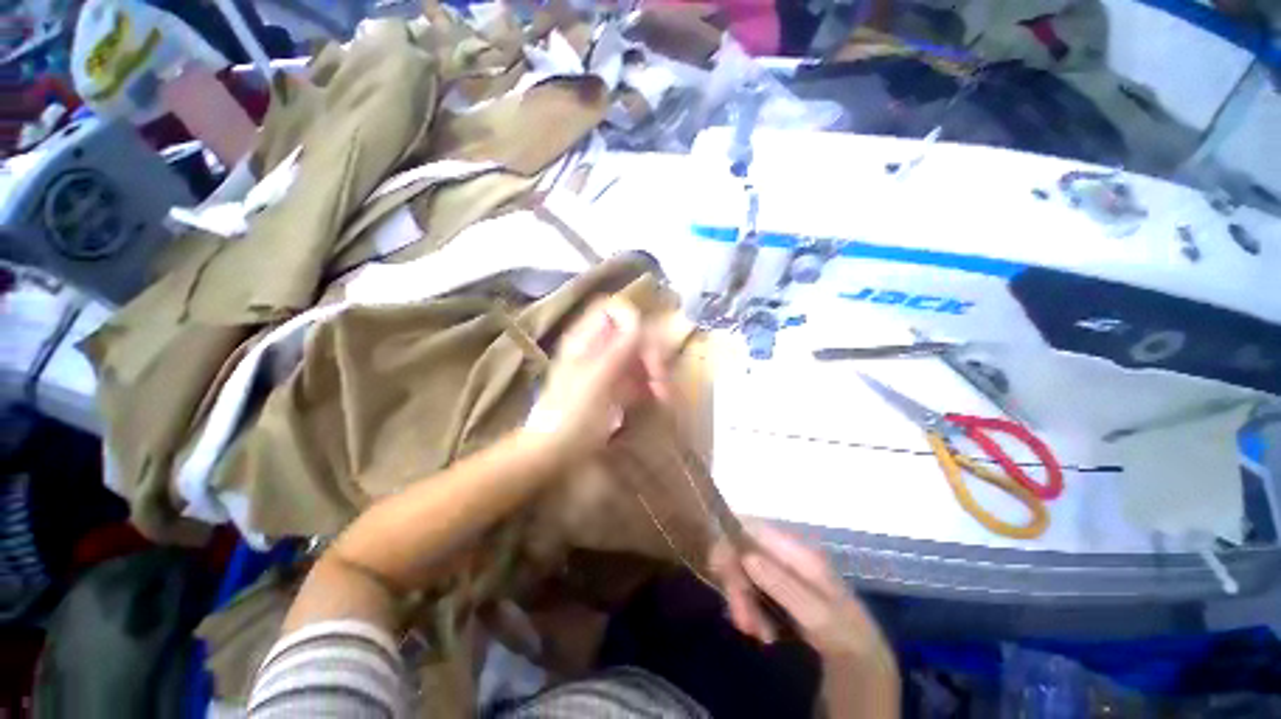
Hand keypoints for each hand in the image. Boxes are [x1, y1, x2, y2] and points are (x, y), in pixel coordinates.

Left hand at [523, 298, 668, 462]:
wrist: (553, 454)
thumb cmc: (571, 418)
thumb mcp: (595, 382)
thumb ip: (617, 349)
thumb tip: (638, 319)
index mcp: (585, 340)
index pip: (612, 309)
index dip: (633, 319)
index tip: (646, 344)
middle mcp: (597, 348)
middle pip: (632, 333)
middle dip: (650, 351)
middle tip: (660, 378)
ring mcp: (606, 368)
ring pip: (638, 355)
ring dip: (655, 371)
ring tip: (663, 394)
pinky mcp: (614, 388)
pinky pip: (638, 376)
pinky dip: (650, 385)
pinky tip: (657, 399)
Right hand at [710, 523, 893, 664]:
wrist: (869, 667)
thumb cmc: (849, 639)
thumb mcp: (821, 618)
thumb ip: (784, 585)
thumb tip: (744, 555)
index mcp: (797, 551)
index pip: (751, 526)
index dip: (729, 541)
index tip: (720, 572)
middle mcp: (786, 555)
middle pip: (743, 550)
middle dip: (736, 582)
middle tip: (742, 621)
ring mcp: (782, 573)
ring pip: (744, 572)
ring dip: (742, 601)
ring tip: (754, 632)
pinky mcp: (778, 592)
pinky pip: (751, 591)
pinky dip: (750, 609)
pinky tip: (759, 632)